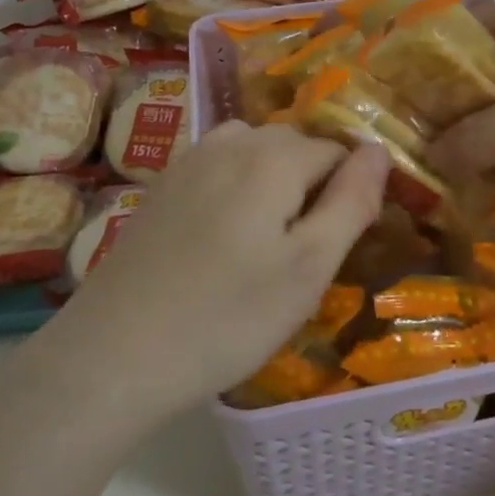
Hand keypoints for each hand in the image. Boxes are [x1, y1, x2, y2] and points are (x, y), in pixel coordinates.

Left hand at [40, 123, 388, 422]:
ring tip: (264, 245)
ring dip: (272, 184)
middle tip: (300, 255)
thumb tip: (379, 151)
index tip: (334, 247)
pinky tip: (221, 240)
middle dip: (310, 186)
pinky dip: (236, 189)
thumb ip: (351, 202)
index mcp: (273, 157)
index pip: (337, 152)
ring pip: (254, 153)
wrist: (115, 353)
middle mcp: (231, 142)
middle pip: (295, 147)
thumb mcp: (309, 268)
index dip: (347, 195)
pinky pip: (218, 168)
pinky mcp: (162, 185)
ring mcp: (189, 160)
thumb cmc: (227, 317)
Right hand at [427, 0, 494, 202]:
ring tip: (445, 176)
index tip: (398, 103)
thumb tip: (430, 157)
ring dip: (485, 138)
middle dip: (452, 110)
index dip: (427, 63)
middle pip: (484, 72)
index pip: (462, 30)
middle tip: (415, 149)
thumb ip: (476, 139)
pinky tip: (494, 187)